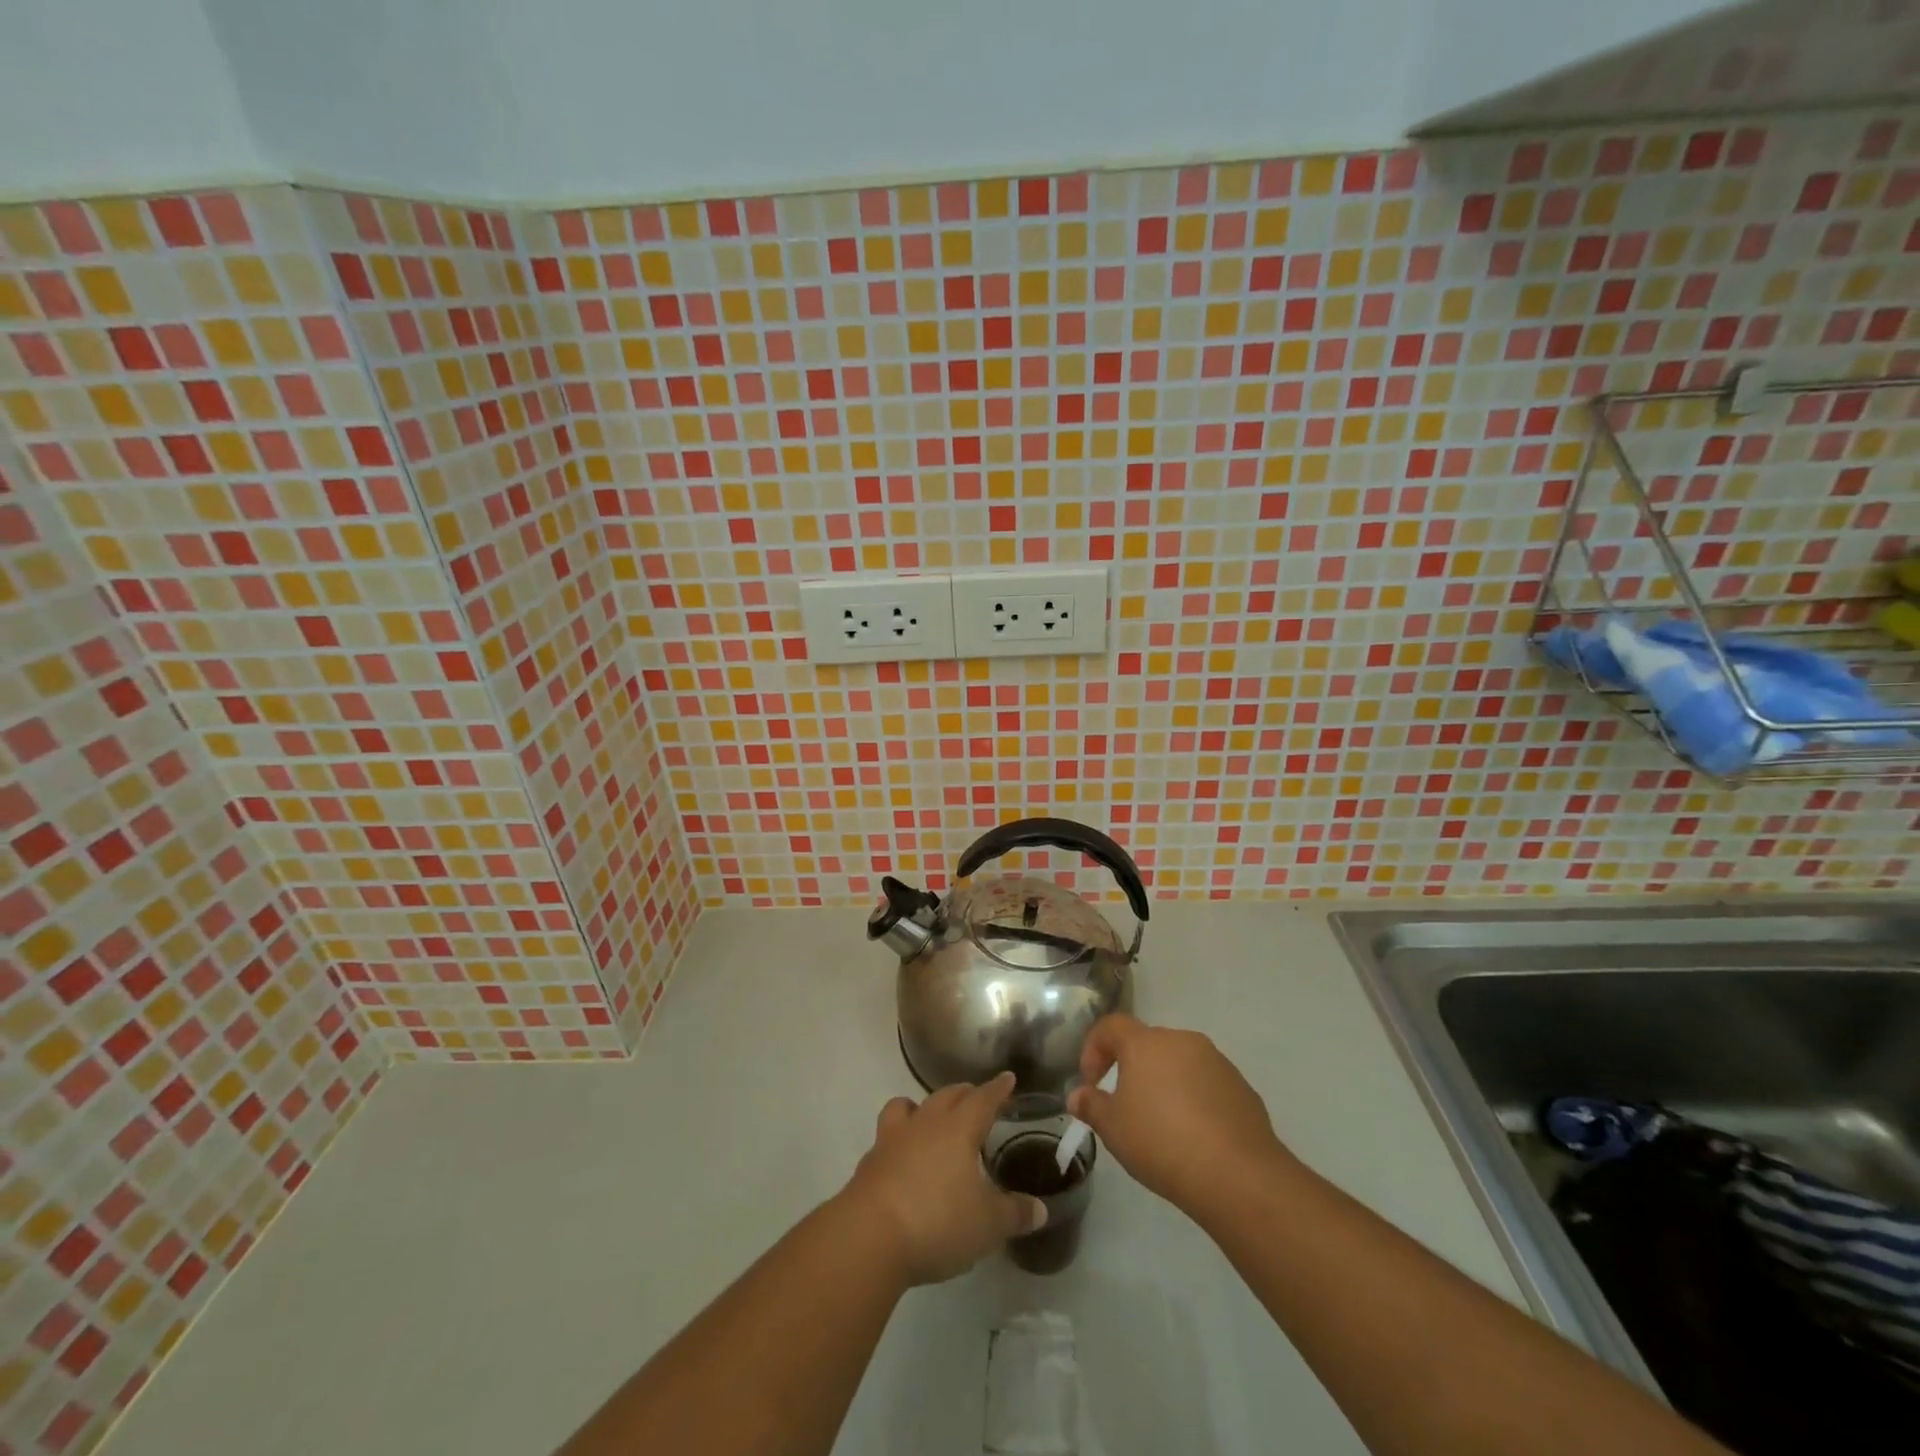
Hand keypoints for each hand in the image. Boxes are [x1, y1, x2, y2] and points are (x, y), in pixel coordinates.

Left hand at [840, 1072, 1046, 1286]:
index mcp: (958, 1129)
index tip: (1007, 1078)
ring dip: (922, 1106)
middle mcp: (925, 1124)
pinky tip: (903, 1158)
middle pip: (947, 1096)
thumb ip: (1014, 1214)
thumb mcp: (987, 1225)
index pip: (983, 1099)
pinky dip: (899, 1139)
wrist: (869, 1237)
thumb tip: (1040, 1209)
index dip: (997, 1089)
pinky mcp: (870, 1162)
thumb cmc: (937, 1221)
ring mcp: (892, 1140)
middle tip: (976, 1097)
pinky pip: (887, 1136)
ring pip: (908, 1106)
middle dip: (964, 1093)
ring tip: (930, 1117)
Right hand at [1067, 1014, 1290, 1222]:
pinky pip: (1207, 1084)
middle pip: (1147, 1044)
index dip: (1094, 1048)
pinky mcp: (1241, 1087)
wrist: (1238, 1174)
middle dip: (1132, 1069)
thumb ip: (1091, 1106)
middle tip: (1126, 1106)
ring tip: (1163, 1125)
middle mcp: (1181, 1040)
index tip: (1092, 1082)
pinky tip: (1195, 1137)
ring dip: (1165, 1084)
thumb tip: (1077, 1095)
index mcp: (1146, 1043)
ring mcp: (1216, 1061)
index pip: (1111, 1026)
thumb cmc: (1162, 1142)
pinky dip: (1195, 1100)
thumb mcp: (1113, 1129)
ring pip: (1180, 1063)